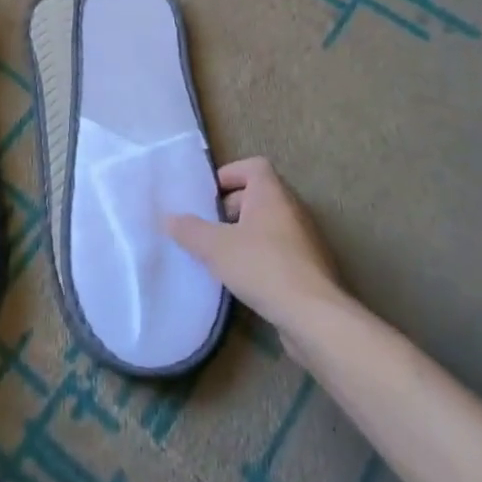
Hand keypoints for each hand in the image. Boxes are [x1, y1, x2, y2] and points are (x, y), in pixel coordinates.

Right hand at [165, 157, 346, 338]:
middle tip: (209, 227)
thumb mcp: (215, 247)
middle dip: (232, 207)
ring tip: (221, 255)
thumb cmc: (262, 266)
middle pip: (259, 195)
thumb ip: (190, 230)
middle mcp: (292, 209)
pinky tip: (243, 279)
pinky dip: (260, 256)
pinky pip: (279, 250)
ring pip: (269, 225)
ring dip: (245, 234)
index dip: (230, 174)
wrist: (313, 316)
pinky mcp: (310, 267)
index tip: (209, 195)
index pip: (254, 166)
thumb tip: (169, 218)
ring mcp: (305, 239)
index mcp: (272, 193)